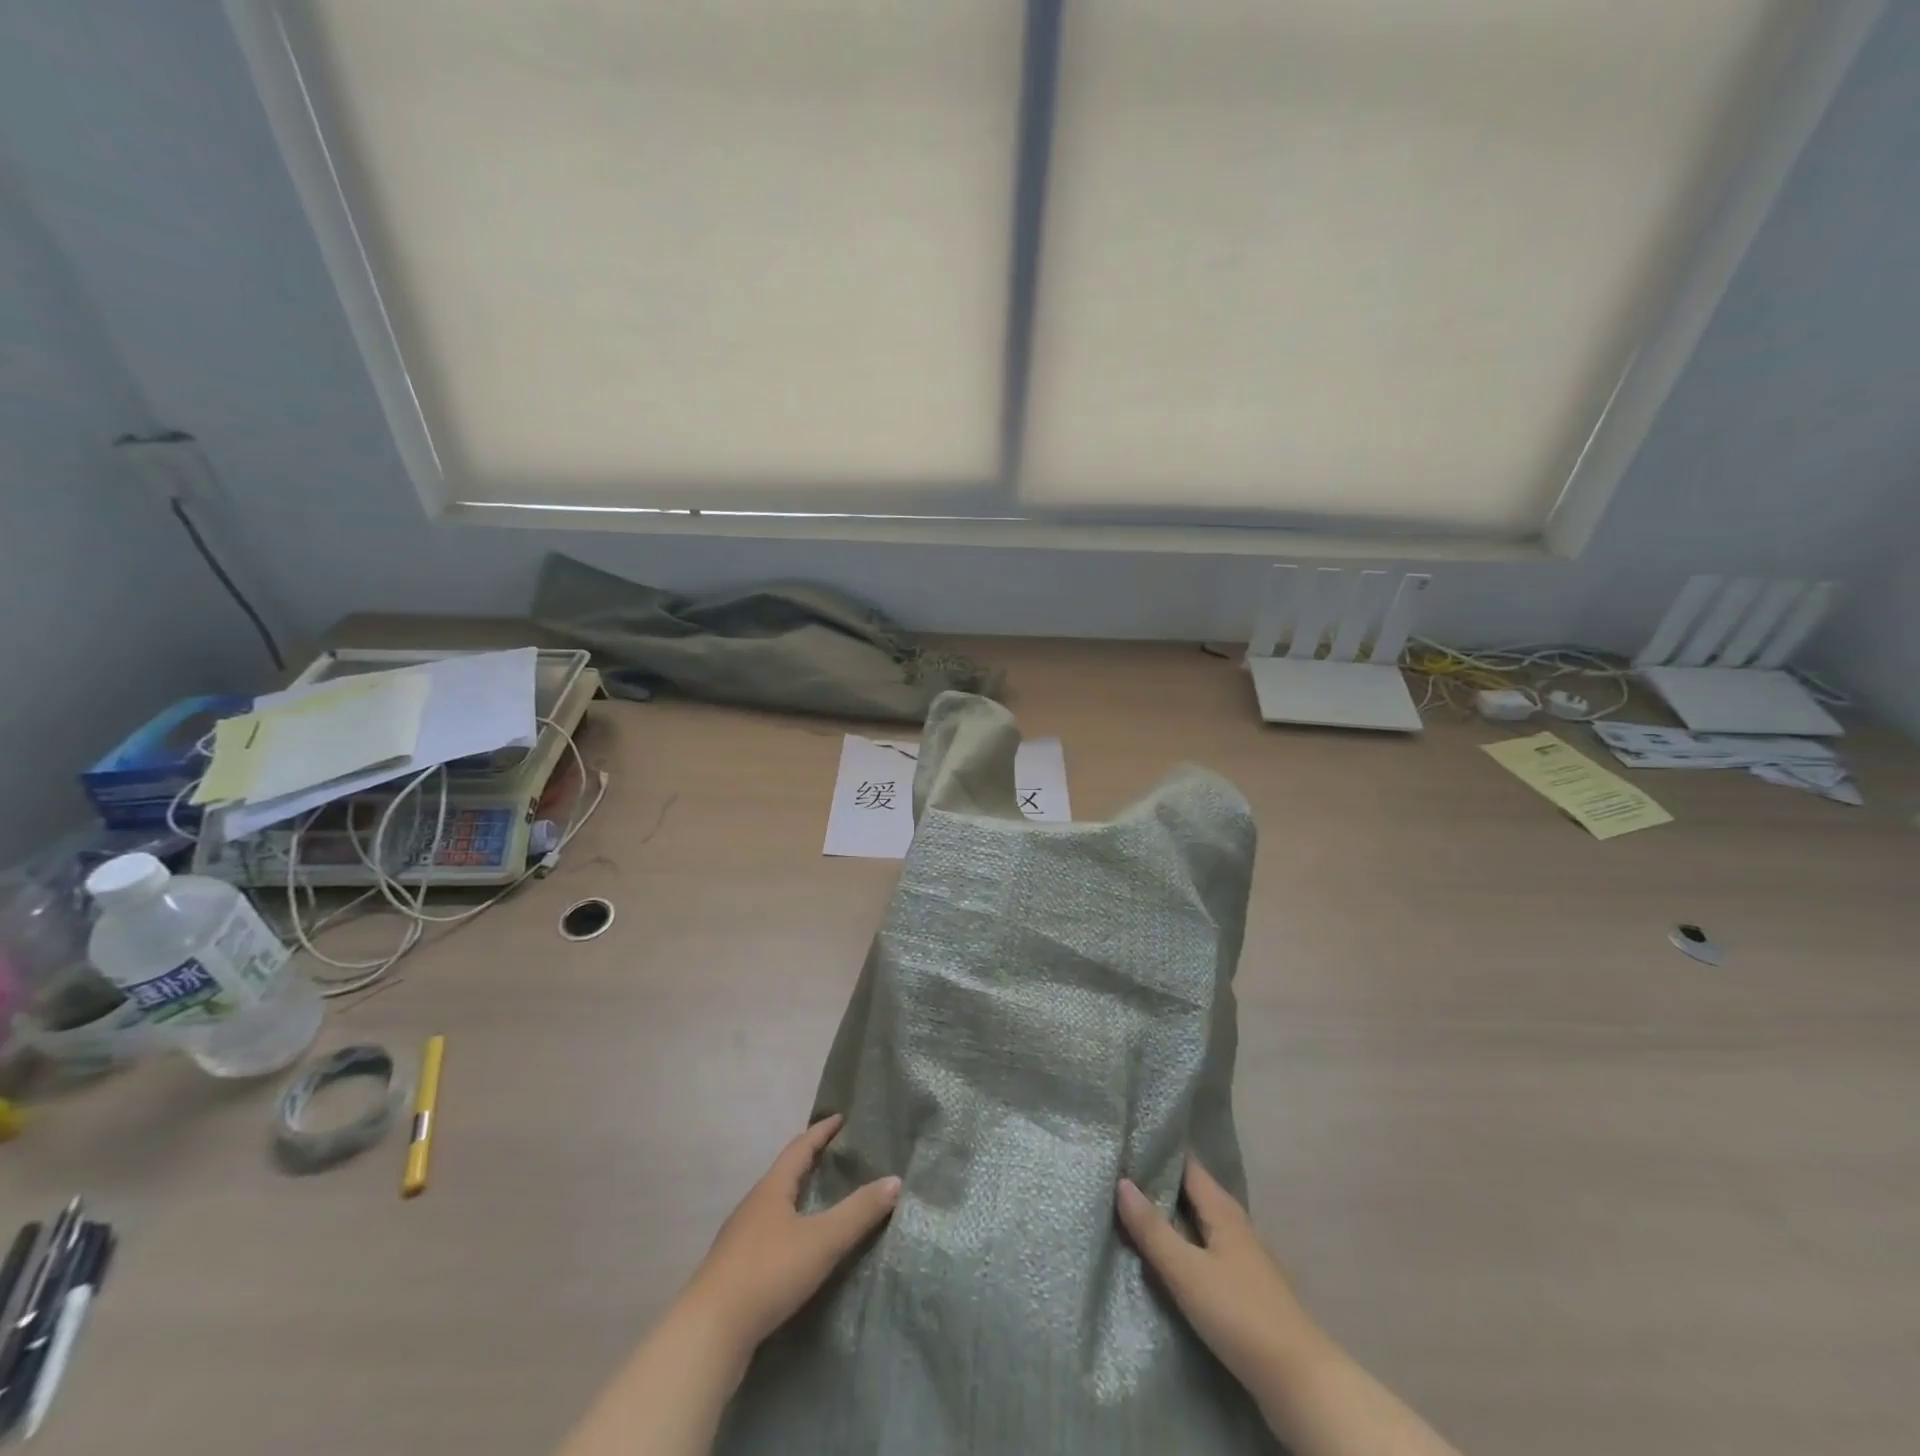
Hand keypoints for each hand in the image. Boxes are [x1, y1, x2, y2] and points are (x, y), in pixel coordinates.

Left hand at [680, 1114, 901, 1351]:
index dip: (822, 1132)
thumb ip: (858, 1212)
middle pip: (786, 1174)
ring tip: (824, 1201)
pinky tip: (800, 1249)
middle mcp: (754, 1205)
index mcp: (772, 1188)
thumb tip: (895, 1180)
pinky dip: (791, 1228)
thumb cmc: (768, 1273)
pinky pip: (770, 1234)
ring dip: (800, 1197)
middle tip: (839, 1157)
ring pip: (776, 1206)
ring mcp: (741, 1238)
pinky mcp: (736, 1271)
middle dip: (811, 1162)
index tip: (841, 1119)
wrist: (709, 1334)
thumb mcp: (822, 1240)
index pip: (800, 1147)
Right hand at [1116, 1156, 1320, 1401]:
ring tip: (1131, 1211)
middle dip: (1159, 1184)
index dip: (1158, 1152)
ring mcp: (1242, 1256)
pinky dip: (1183, 1244)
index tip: (1125, 1143)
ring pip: (1198, 1223)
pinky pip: (1205, 1249)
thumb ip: (1152, 1229)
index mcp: (1222, 1209)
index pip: (1187, 1165)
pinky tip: (1165, 1256)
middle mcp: (1234, 1223)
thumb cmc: (1239, 1314)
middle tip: (1117, 1174)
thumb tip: (1121, 1181)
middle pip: (1192, 1193)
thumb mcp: (1186, 1271)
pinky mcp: (1244, 1287)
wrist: (1299, 1381)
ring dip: (1170, 1216)